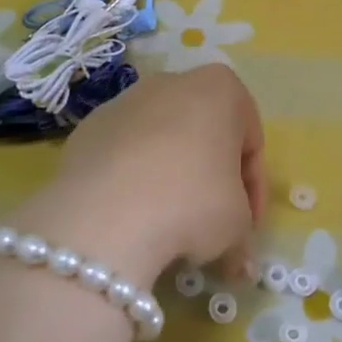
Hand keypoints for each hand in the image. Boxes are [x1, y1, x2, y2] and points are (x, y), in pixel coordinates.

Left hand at [12, 66, 265, 287]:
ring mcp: (124, 102)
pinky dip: (131, 180)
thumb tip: (236, 258)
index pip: (250, 140)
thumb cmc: (192, 202)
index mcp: (220, 89)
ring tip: (167, 226)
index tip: (248, 226)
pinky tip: (130, 217)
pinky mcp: (87, 128)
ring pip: (160, 140)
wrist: (105, 214)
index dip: (253, 188)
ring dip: (169, 177)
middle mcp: (171, 82)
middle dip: (210, 177)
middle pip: (203, 133)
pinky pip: (122, 154)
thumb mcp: (237, 225)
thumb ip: (241, 231)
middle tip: (212, 225)